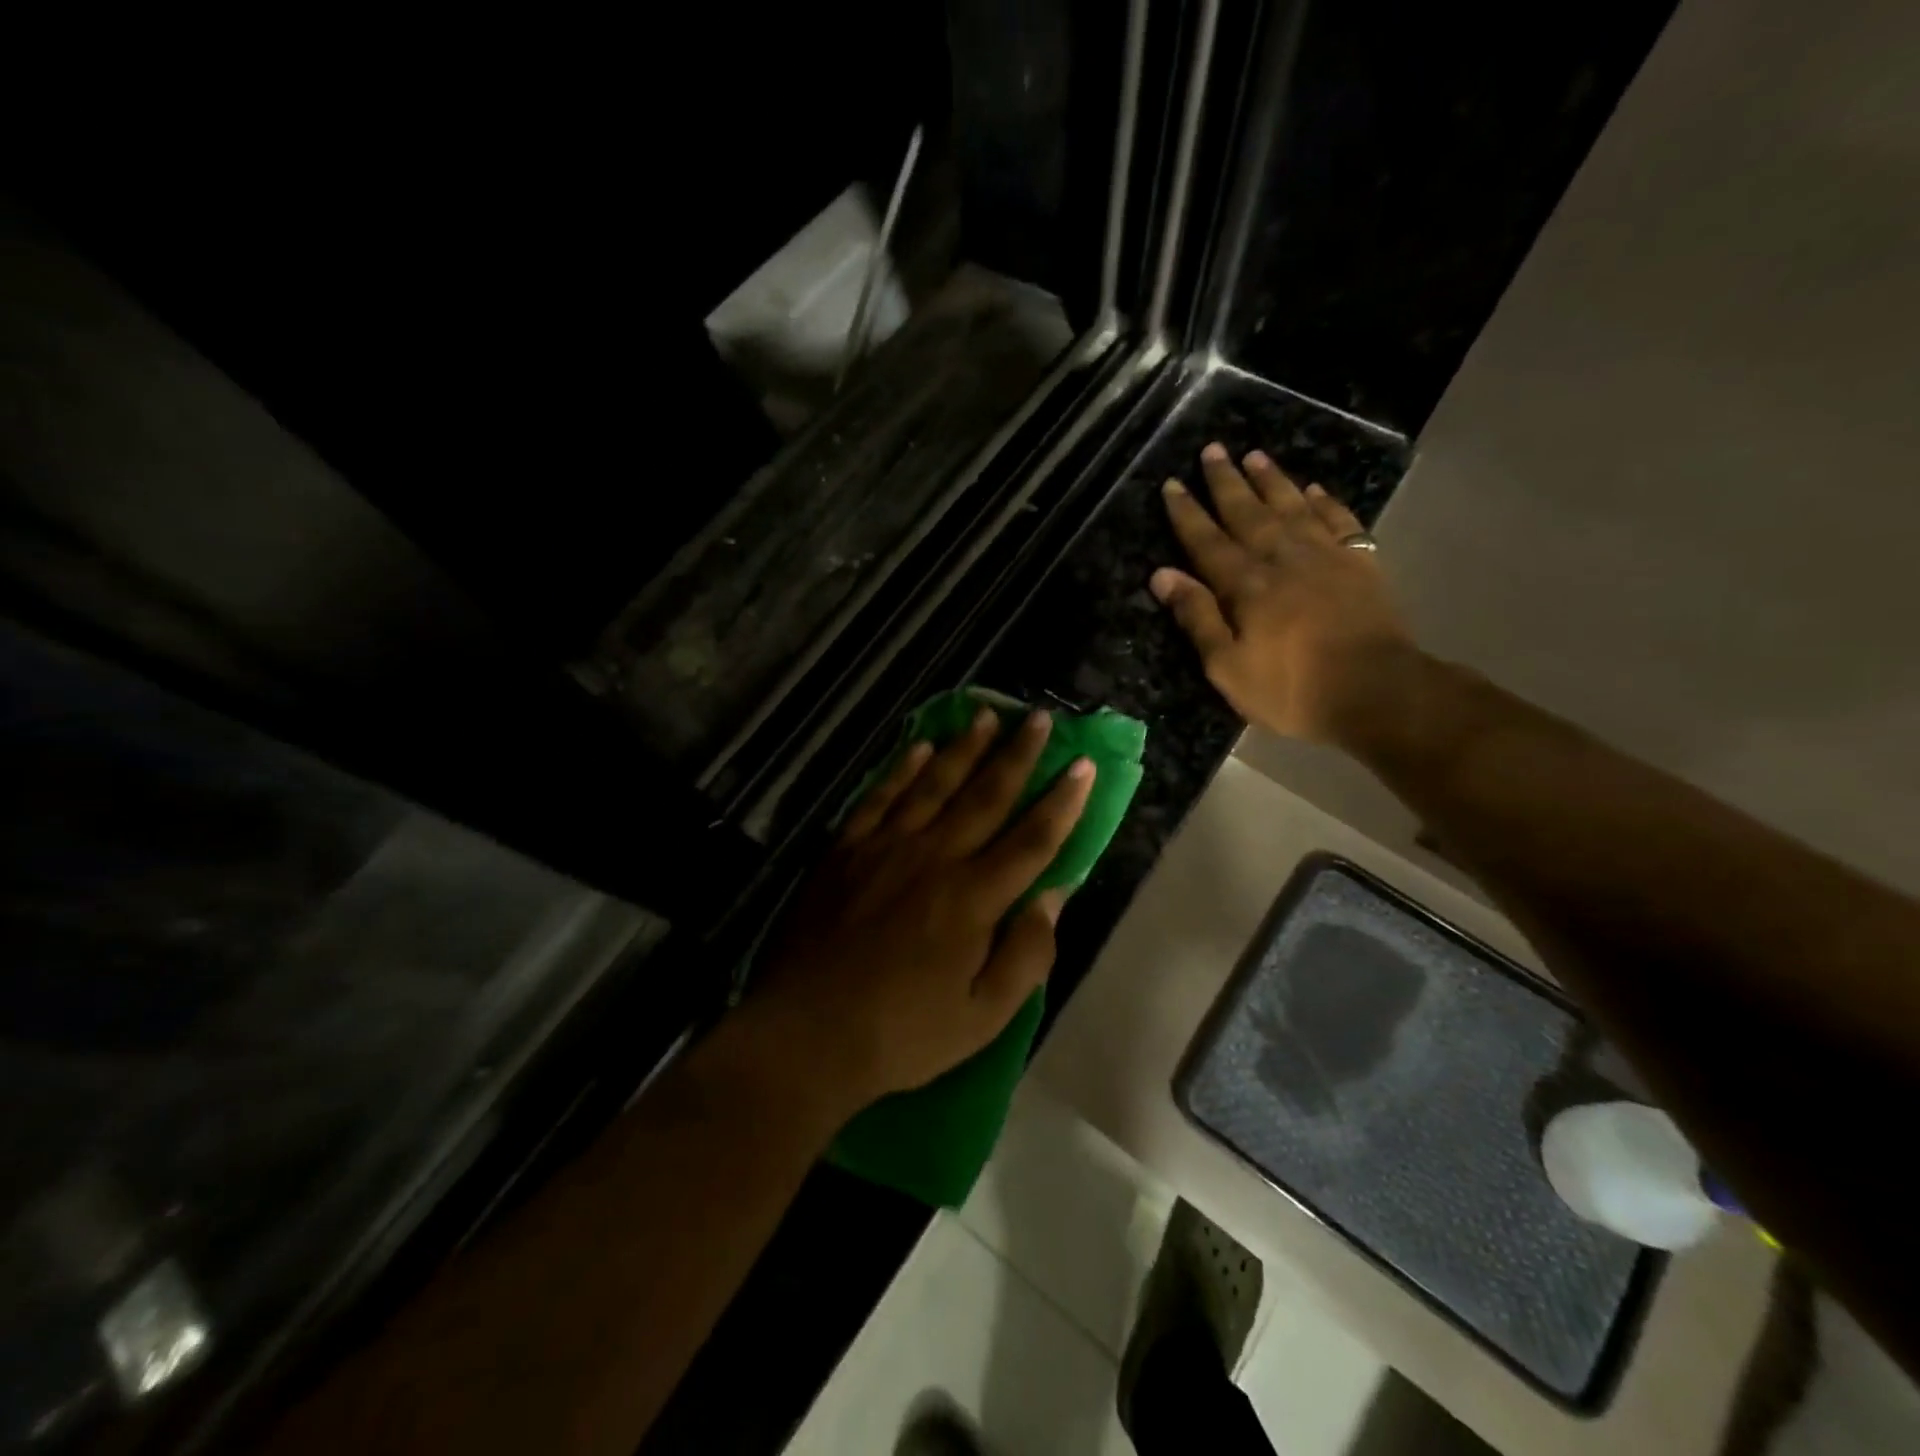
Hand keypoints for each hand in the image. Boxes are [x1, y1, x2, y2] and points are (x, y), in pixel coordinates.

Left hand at [746, 705, 1093, 1115]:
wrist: (807, 1033)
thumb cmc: (902, 1034)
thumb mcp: (983, 1017)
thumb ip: (1025, 955)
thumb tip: (1053, 897)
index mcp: (973, 899)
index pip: (1032, 840)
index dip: (1062, 802)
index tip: (1083, 764)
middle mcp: (934, 858)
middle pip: (986, 797)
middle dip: (1018, 755)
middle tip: (1039, 718)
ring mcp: (885, 848)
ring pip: (935, 785)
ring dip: (964, 748)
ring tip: (987, 715)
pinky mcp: (845, 850)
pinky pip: (880, 797)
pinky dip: (902, 769)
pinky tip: (918, 747)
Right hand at [1152, 442, 1415, 743]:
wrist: (1376, 692)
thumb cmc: (1291, 688)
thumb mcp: (1228, 666)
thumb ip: (1197, 617)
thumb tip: (1162, 575)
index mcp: (1246, 585)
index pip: (1207, 541)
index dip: (1187, 513)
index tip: (1172, 483)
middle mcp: (1283, 559)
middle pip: (1248, 513)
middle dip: (1226, 482)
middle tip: (1212, 450)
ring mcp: (1326, 557)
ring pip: (1293, 507)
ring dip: (1272, 480)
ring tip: (1255, 455)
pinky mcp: (1361, 564)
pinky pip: (1340, 521)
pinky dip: (1326, 502)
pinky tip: (1315, 489)